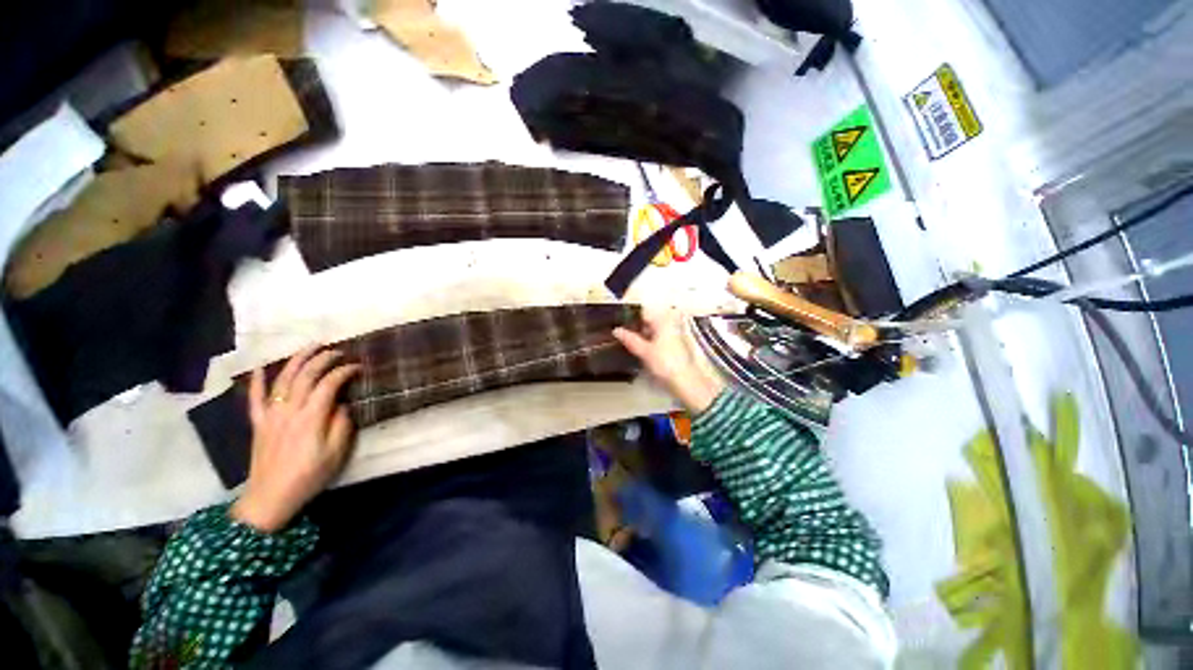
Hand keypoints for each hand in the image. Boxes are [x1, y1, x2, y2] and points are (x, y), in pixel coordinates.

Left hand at [230, 346, 361, 532]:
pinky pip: (255, 398)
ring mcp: (270, 415)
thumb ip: (342, 425)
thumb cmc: (309, 476)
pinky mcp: (258, 423)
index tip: (358, 367)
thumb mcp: (336, 453)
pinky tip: (261, 368)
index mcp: (311, 418)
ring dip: (297, 360)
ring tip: (310, 347)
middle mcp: (289, 411)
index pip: (329, 385)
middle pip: (305, 376)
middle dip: (323, 359)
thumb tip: (343, 405)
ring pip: (282, 380)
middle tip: (338, 351)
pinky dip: (257, 381)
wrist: (270, 497)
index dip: (344, 372)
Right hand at [613, 307, 724, 413]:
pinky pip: (659, 338)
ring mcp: (674, 334)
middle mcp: (670, 324)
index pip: (643, 312)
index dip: (630, 317)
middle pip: (649, 321)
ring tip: (629, 343)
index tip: (618, 323)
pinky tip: (642, 350)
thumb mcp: (644, 351)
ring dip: (642, 336)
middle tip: (622, 335)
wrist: (685, 381)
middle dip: (636, 327)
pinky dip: (650, 342)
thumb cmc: (665, 363)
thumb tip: (616, 330)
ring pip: (654, 330)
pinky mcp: (676, 345)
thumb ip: (629, 339)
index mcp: (663, 321)